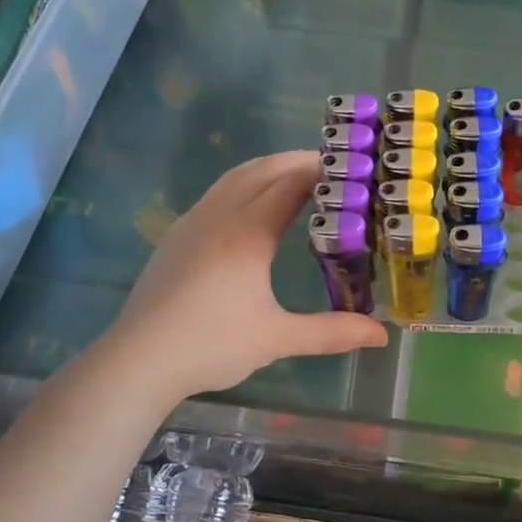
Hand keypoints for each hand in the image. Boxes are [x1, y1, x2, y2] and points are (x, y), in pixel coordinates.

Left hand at [106, 152, 386, 398]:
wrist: (139, 359)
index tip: (351, 168)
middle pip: (263, 169)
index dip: (322, 170)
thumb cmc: (212, 344)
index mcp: (248, 232)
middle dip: (298, 161)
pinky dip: (246, 184)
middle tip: (334, 169)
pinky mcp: (177, 235)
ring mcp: (193, 222)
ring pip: (236, 176)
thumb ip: (332, 332)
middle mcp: (220, 215)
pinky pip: (218, 193)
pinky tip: (253, 209)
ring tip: (298, 179)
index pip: (291, 183)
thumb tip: (382, 336)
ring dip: (269, 169)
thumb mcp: (278, 338)